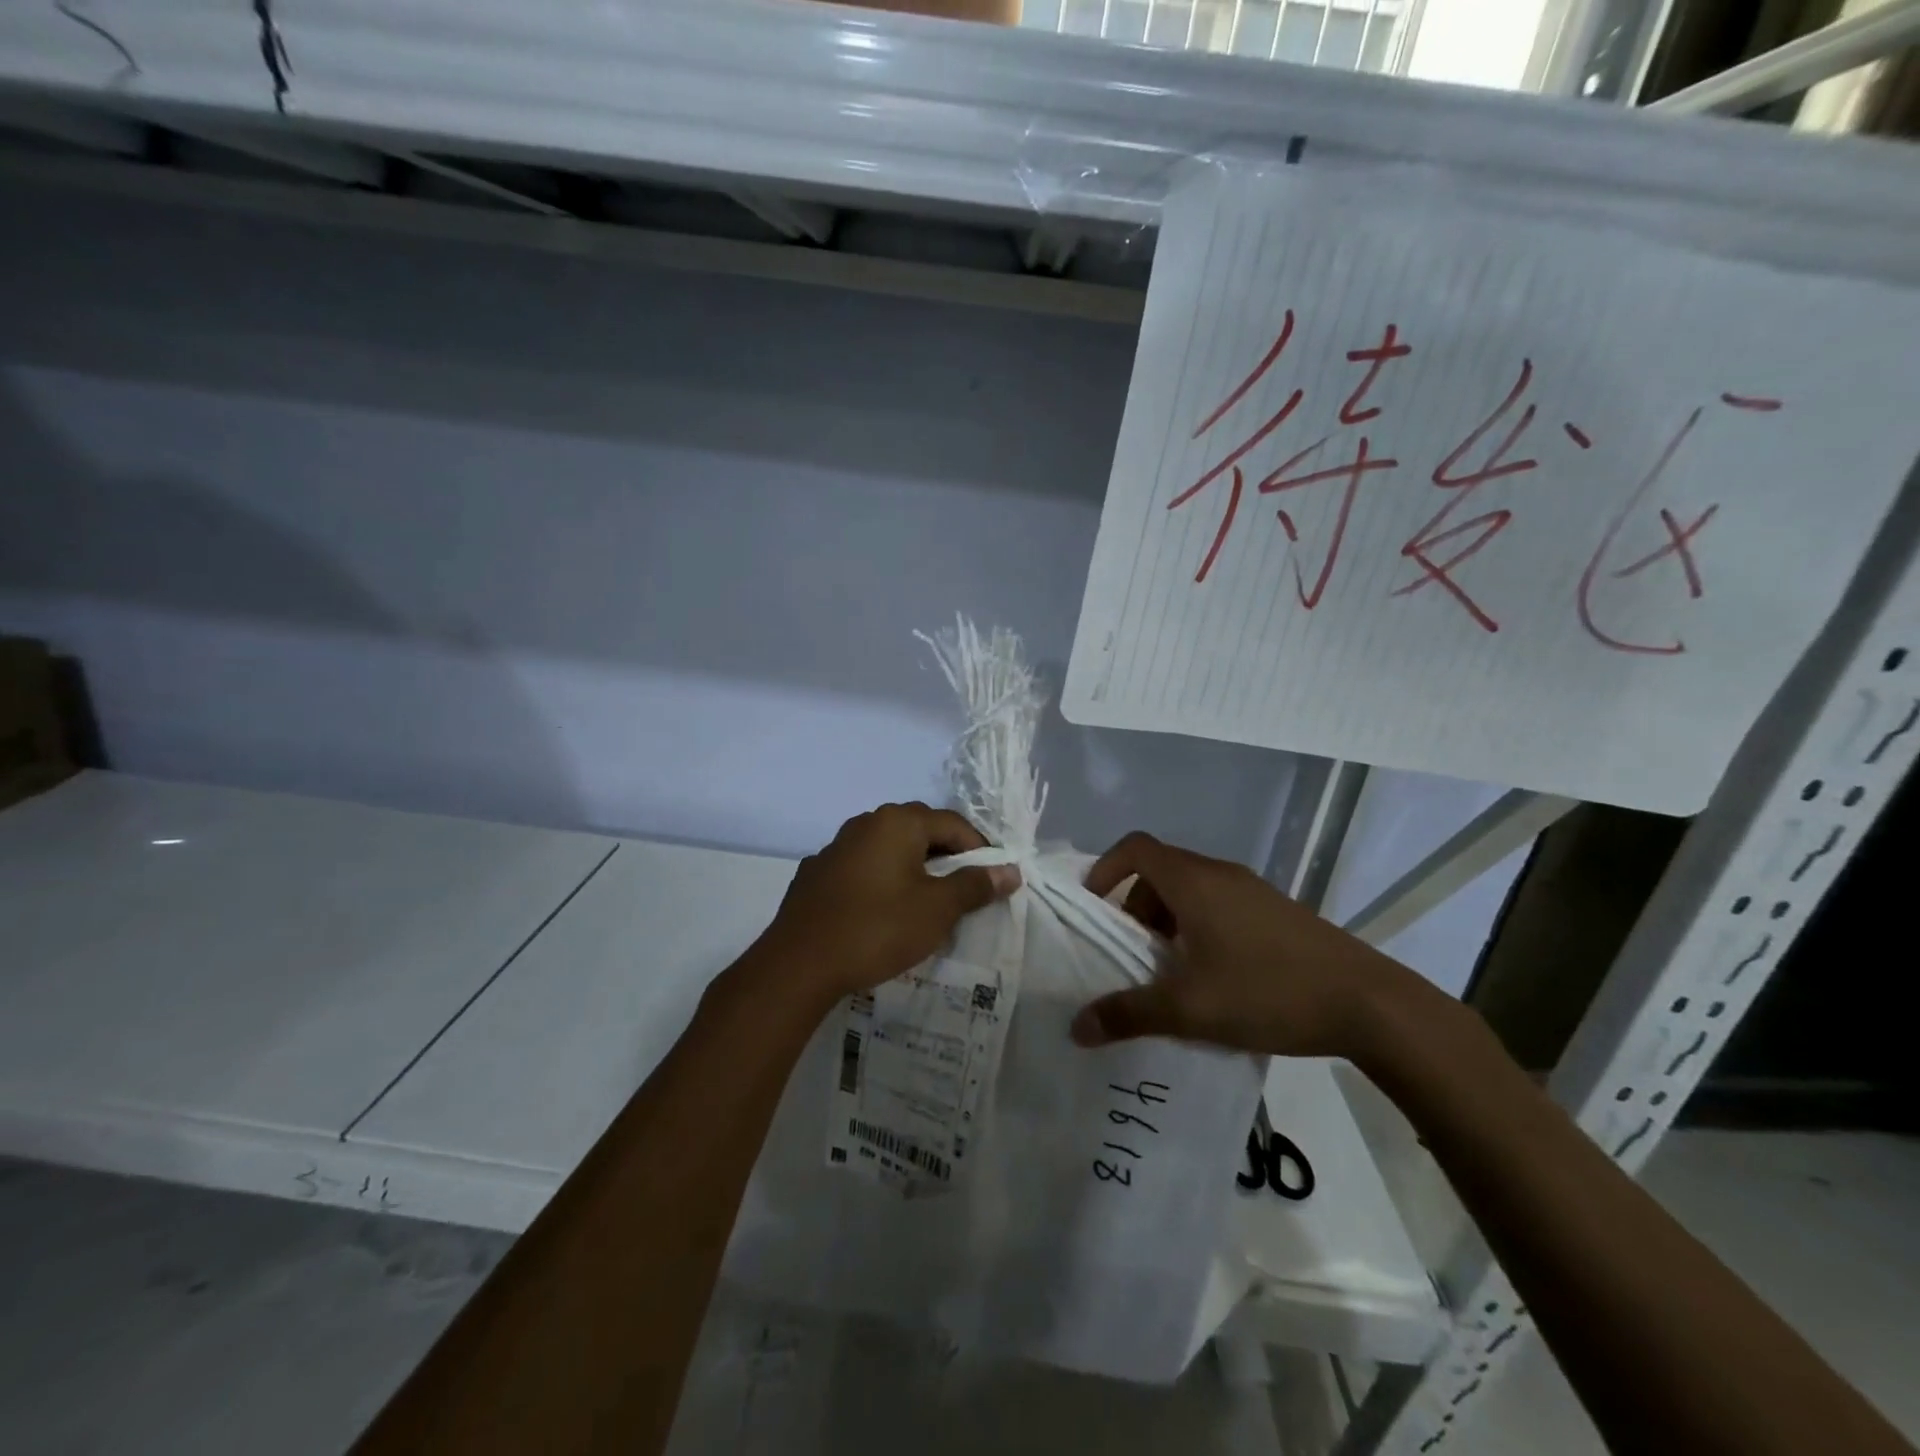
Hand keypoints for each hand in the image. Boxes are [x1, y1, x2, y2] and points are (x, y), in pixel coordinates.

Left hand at [753, 802, 1020, 1004]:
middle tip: (961, 889)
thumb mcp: (937, 910)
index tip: (991, 879)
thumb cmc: (878, 929)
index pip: (952, 823)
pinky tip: (880, 910)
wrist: (798, 963)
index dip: (979, 848)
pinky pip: (860, 868)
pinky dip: (879, 880)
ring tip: (924, 900)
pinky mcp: (815, 873)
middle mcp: (865, 823)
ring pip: (886, 847)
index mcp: (897, 823)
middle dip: (945, 854)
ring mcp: (835, 847)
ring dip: (911, 866)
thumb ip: (974, 886)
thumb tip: (1009, 870)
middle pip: (918, 829)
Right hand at [1068, 832, 1424, 1059]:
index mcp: (1194, 882)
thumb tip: (1076, 1028)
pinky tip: (1213, 975)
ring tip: (1170, 969)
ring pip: (1192, 888)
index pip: (1135, 847)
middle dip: (1135, 905)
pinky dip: (1199, 925)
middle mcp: (1221, 874)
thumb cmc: (1269, 992)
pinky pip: (1220, 902)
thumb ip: (1129, 1014)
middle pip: (1160, 869)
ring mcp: (1253, 890)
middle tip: (1131, 951)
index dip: (1106, 869)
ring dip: (1168, 918)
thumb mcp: (1190, 1009)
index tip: (1094, 908)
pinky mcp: (1276, 910)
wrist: (1369, 1003)